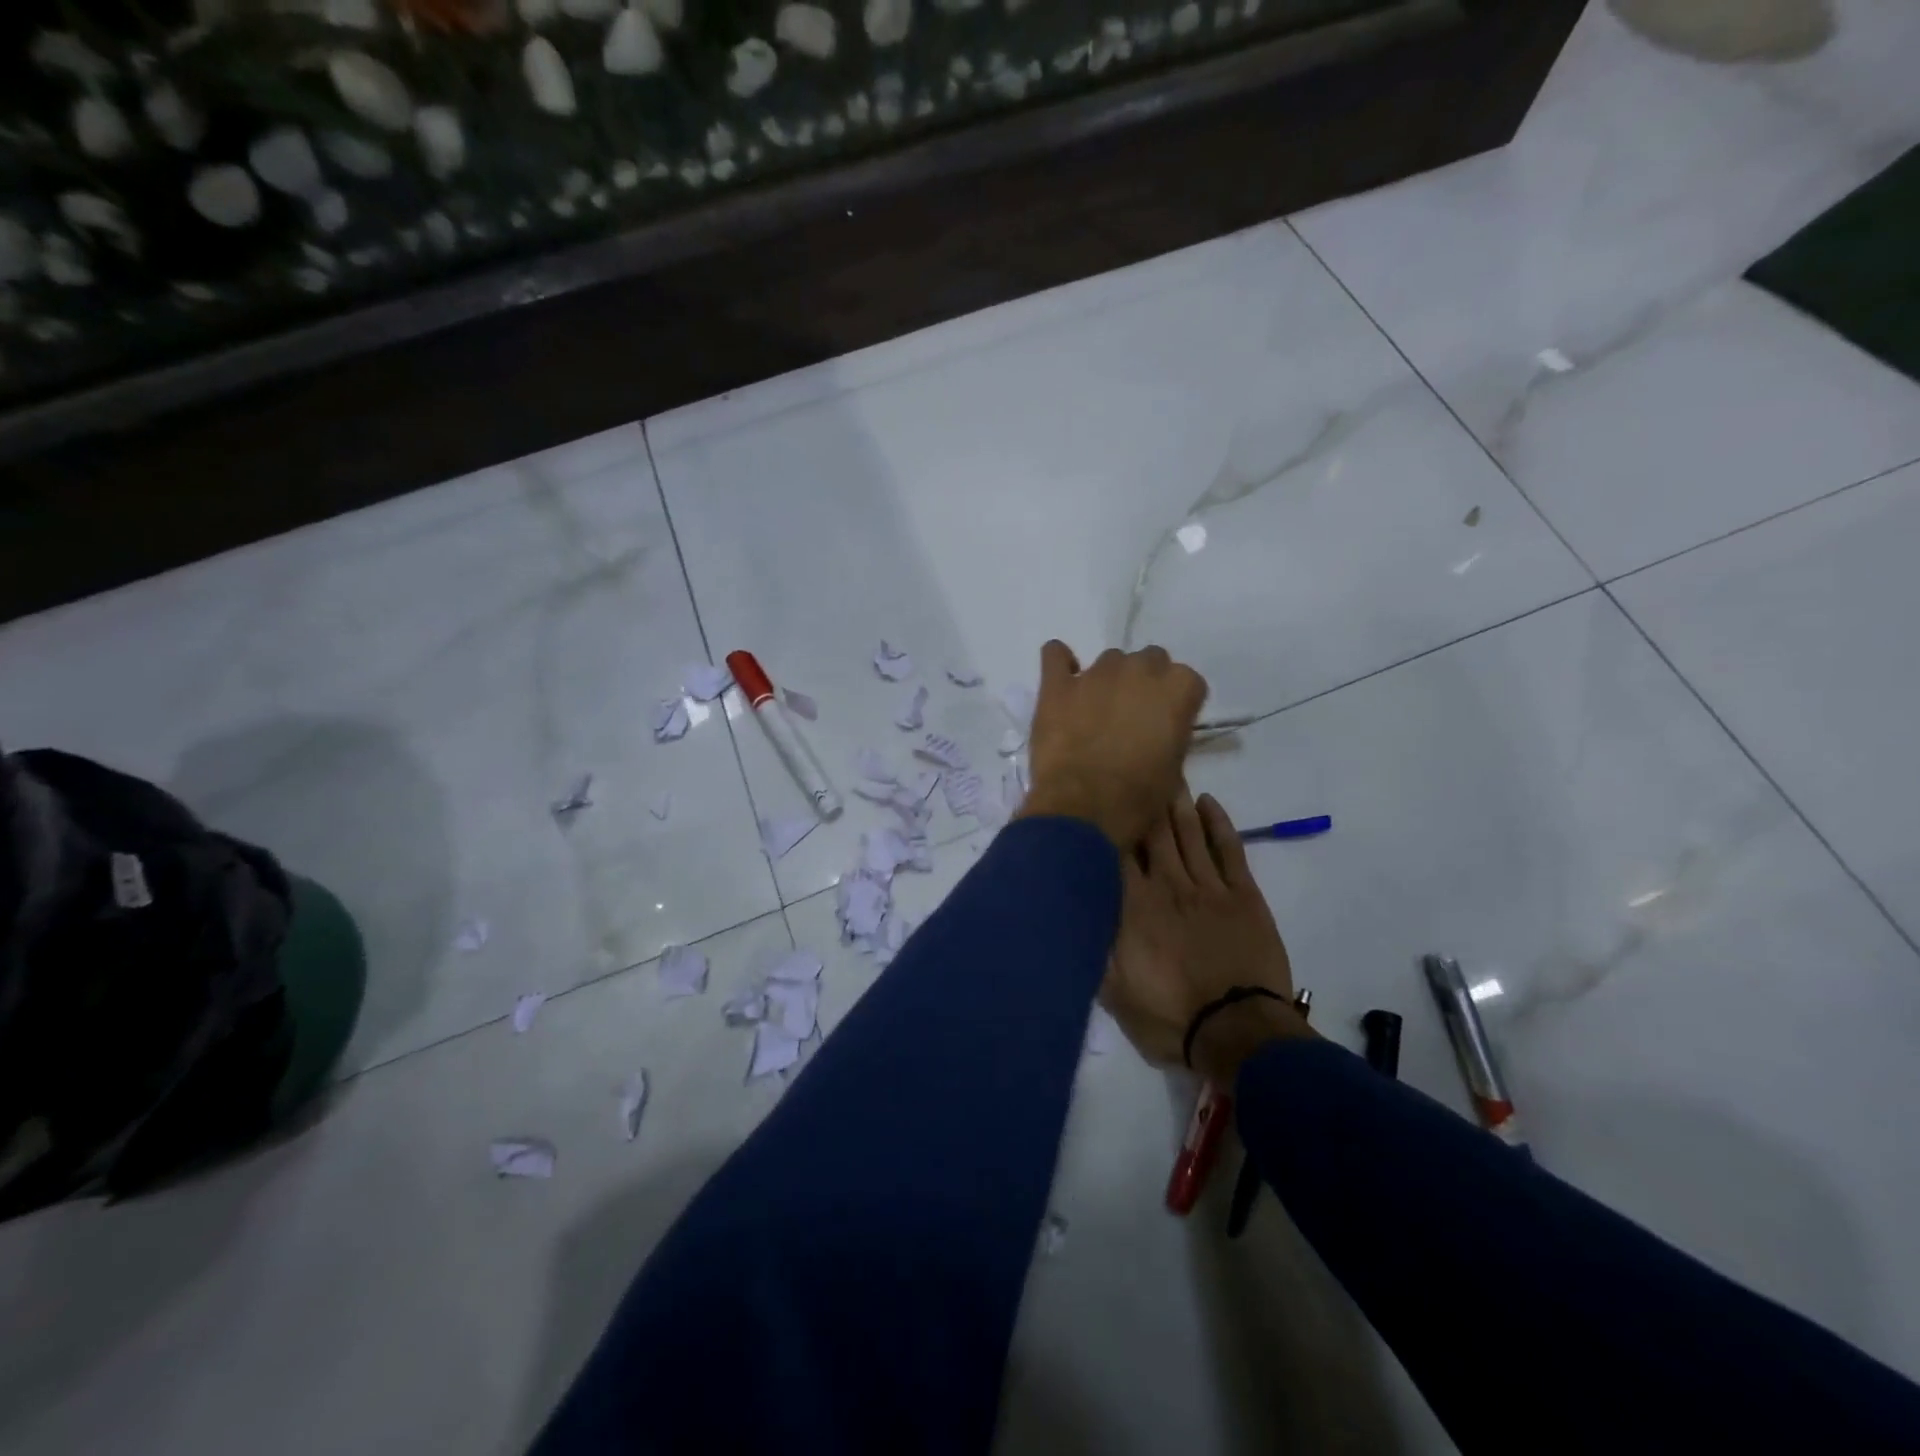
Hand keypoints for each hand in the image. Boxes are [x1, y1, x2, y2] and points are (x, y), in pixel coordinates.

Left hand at [1016, 641, 1207, 849]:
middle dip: (1144, 683)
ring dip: (1108, 680)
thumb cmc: (1139, 796)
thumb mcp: (1175, 768)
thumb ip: (1170, 733)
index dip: (1176, 703)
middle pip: (1149, 660)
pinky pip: (1055, 654)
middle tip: (1132, 717)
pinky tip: (1063, 681)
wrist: (1086, 808)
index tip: (1166, 725)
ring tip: (1096, 712)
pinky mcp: (1058, 684)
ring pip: (1109, 660)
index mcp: (1178, 688)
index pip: (1186, 681)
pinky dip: (1060, 662)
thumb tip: (1157, 730)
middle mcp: (1140, 669)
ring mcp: (1096, 673)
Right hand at [1101, 791, 1310, 1077]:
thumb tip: (1075, 912)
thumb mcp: (1113, 993)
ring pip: (1188, 832)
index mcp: (1133, 907)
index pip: (1115, 852)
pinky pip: (1229, 849)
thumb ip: (1093, 946)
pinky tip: (1208, 803)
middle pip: (1152, 831)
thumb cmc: (1171, 1017)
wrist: (1238, 1032)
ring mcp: (1208, 887)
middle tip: (1134, 770)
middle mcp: (1168, 885)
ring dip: (1176, 802)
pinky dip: (1219, 823)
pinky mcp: (1243, 895)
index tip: (1098, 798)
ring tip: (1166, 774)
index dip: (1107, 822)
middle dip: (1142, 799)